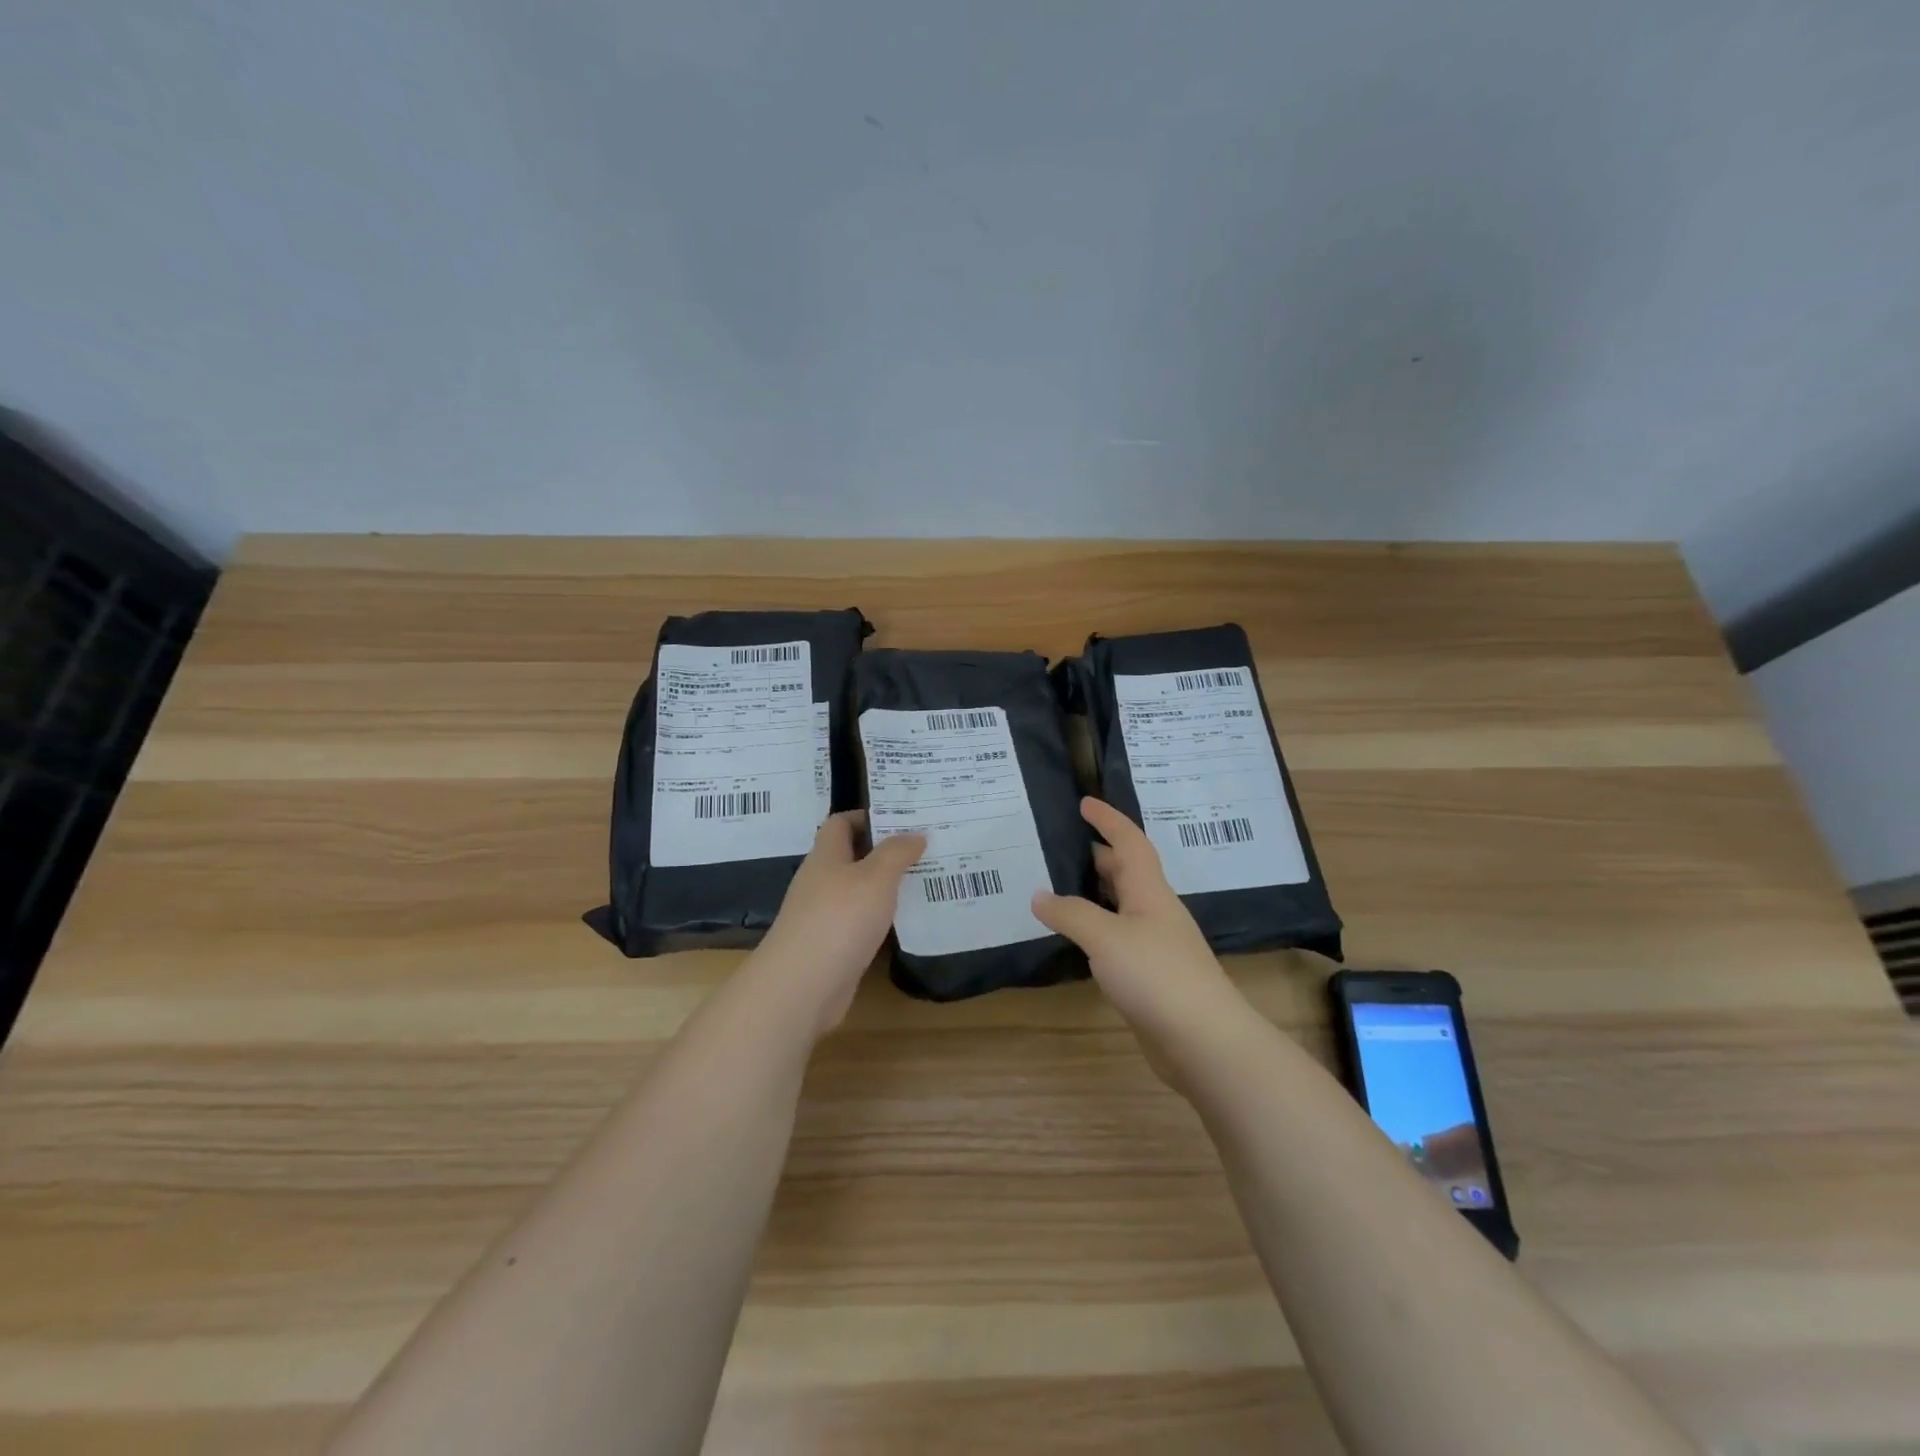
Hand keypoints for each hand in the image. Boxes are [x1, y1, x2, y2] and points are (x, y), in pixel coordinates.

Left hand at [754, 811, 924, 1036]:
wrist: (802, 986)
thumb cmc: (839, 919)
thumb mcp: (875, 878)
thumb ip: (896, 853)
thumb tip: (915, 834)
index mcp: (826, 856)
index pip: (841, 823)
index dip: (868, 817)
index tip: (903, 819)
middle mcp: (820, 881)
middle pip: (851, 856)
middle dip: (884, 851)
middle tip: (924, 849)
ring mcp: (822, 915)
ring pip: (857, 891)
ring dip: (885, 886)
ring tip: (924, 880)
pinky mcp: (831, 946)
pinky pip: (859, 922)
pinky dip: (880, 918)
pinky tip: (906, 921)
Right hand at [1032, 798, 1247, 1064]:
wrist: (1204, 1040)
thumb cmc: (1157, 975)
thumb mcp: (1106, 937)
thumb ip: (1071, 914)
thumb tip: (1038, 895)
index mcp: (1149, 891)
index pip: (1129, 842)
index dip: (1108, 820)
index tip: (1084, 802)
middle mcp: (1154, 911)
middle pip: (1125, 872)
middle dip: (1096, 855)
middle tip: (1058, 847)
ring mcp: (1155, 944)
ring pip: (1120, 906)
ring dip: (1093, 894)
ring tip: (1056, 887)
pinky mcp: (1150, 975)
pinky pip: (1117, 938)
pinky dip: (1095, 929)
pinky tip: (1075, 938)